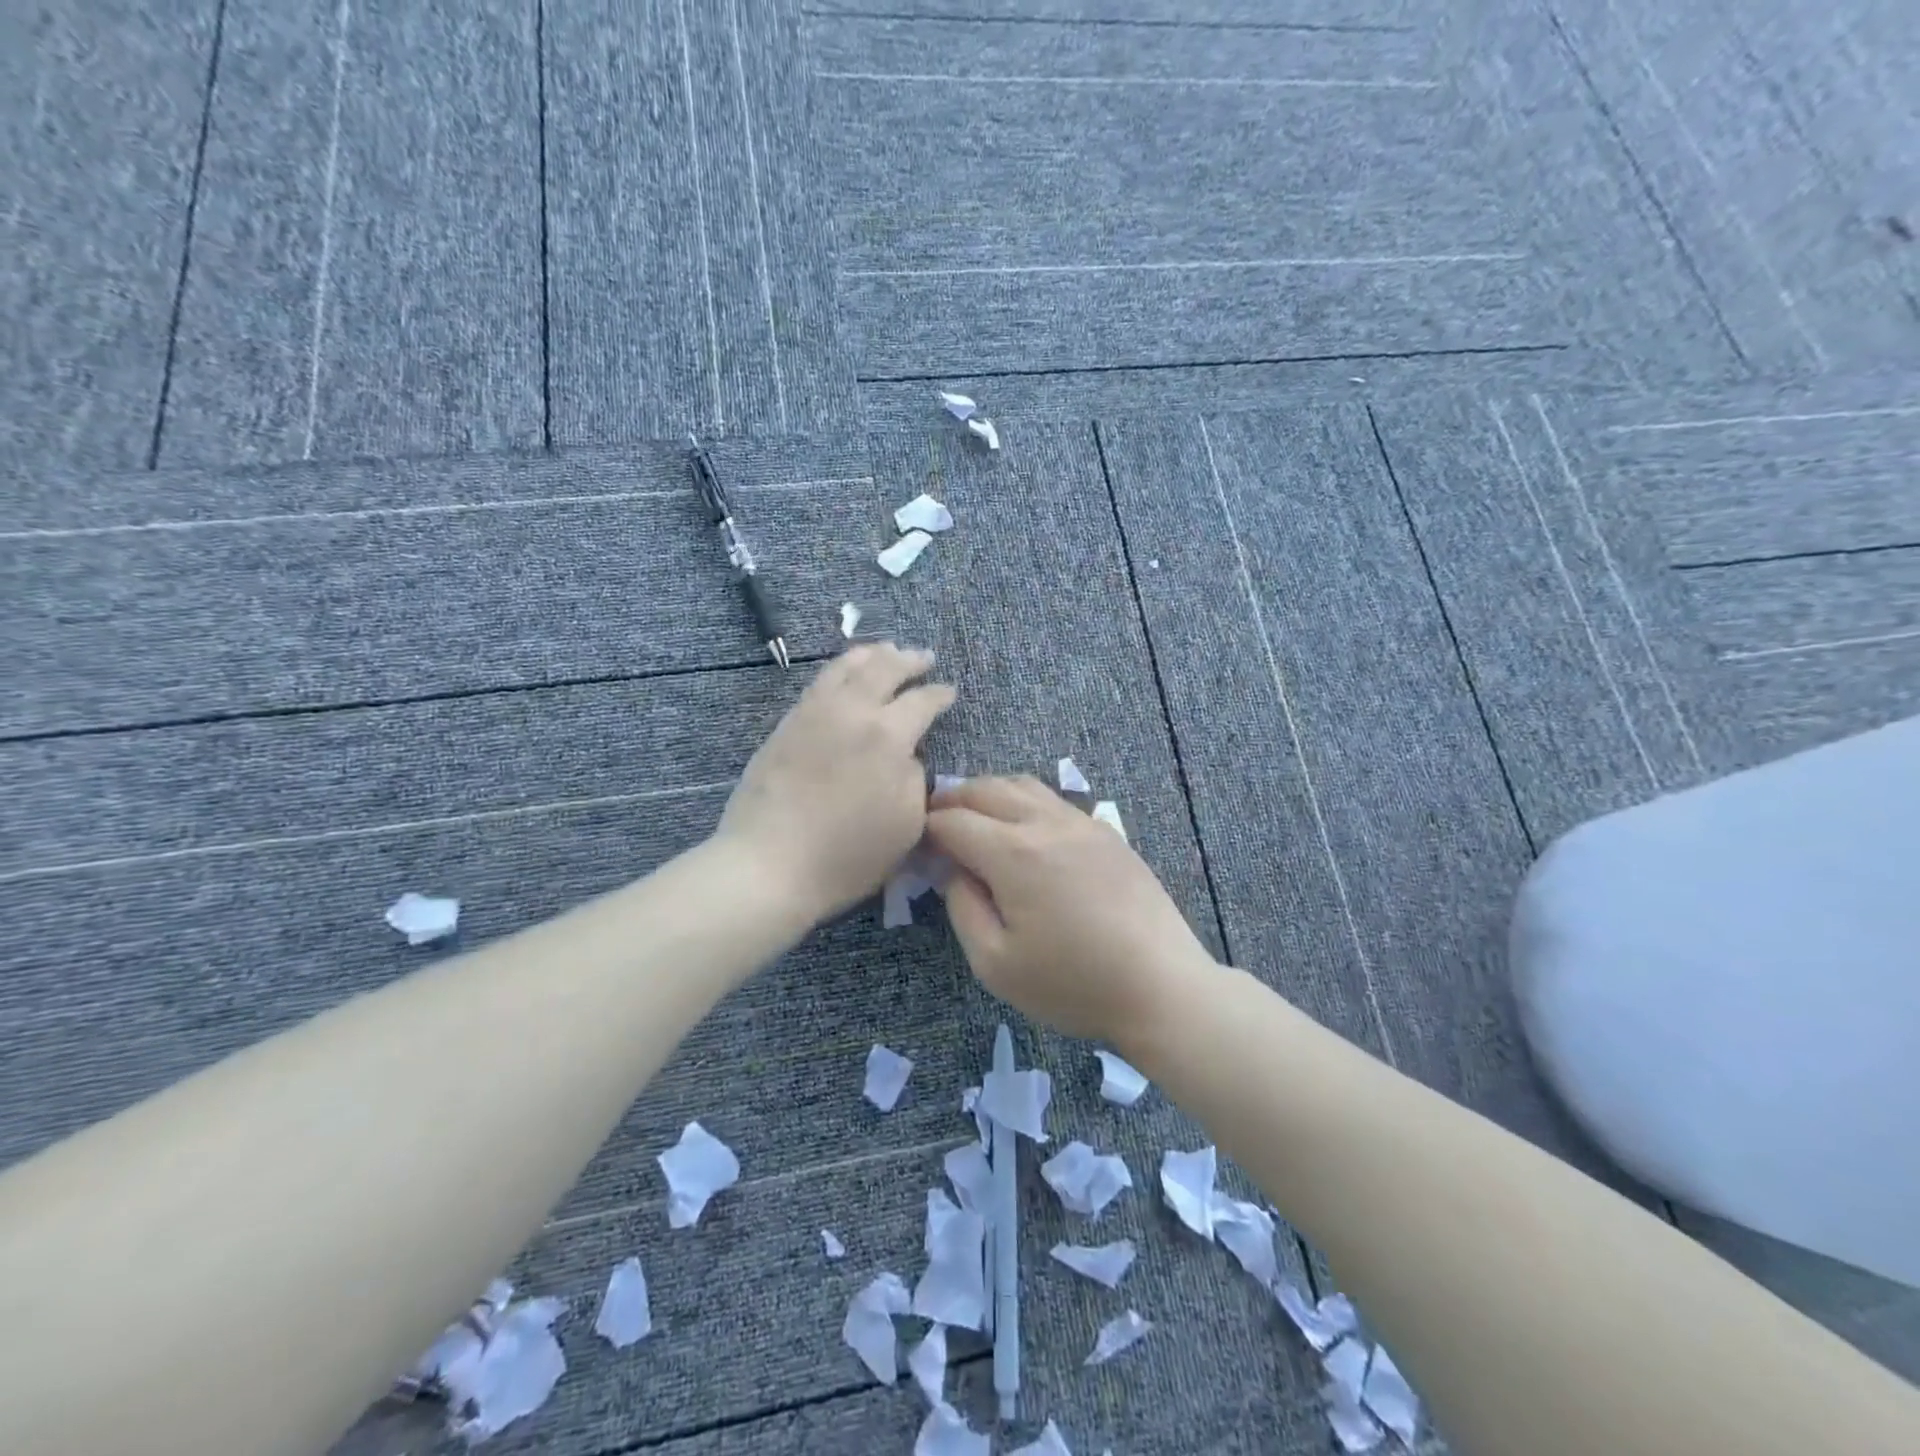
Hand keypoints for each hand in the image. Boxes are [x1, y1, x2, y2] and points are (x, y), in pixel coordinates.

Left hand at [717, 643, 954, 920]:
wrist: (769, 864)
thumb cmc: (847, 855)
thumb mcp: (907, 825)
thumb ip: (914, 779)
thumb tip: (905, 756)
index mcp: (887, 736)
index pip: (921, 702)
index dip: (939, 694)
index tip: (949, 691)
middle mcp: (851, 712)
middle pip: (883, 669)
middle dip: (908, 659)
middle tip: (923, 656)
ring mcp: (813, 714)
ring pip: (845, 667)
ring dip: (870, 655)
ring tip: (884, 650)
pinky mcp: (786, 725)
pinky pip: (818, 683)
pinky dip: (839, 670)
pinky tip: (843, 676)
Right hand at [926, 777, 1215, 1044]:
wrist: (1161, 986)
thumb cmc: (1072, 984)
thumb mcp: (995, 964)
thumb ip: (963, 908)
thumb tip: (953, 870)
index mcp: (1013, 852)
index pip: (954, 820)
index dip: (926, 829)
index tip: (915, 848)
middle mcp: (1046, 823)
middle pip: (986, 788)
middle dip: (952, 800)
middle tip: (935, 823)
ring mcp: (1081, 822)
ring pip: (1023, 784)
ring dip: (989, 793)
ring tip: (974, 818)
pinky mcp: (1106, 832)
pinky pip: (1054, 800)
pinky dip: (1024, 801)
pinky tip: (1023, 830)